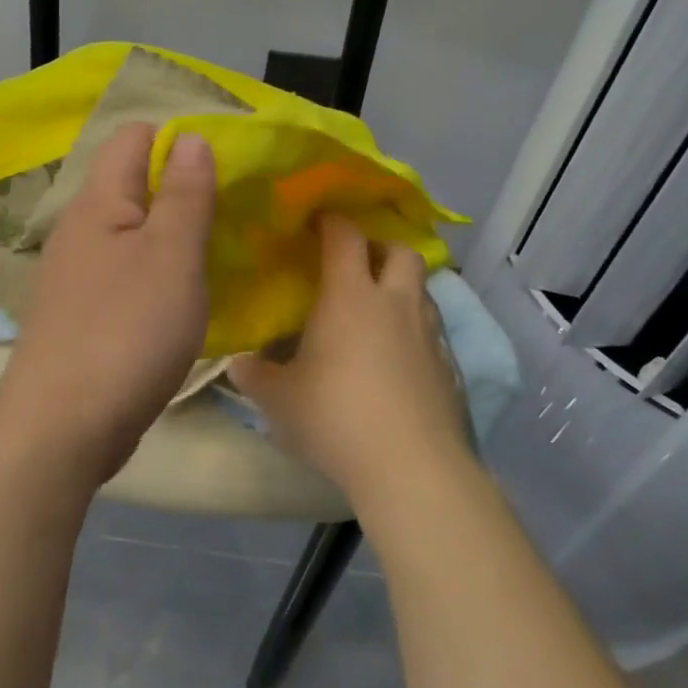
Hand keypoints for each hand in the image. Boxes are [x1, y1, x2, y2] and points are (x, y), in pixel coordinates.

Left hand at [0, 122, 216, 488]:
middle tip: (238, 207)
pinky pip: (130, 273)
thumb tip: (191, 137)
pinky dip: (161, 273)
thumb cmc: (125, 332)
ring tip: (226, 247)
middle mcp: (81, 229)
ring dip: (177, 234)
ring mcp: (79, 274)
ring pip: (135, 233)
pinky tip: (190, 293)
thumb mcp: (171, 256)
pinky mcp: (85, 313)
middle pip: (136, 184)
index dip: (181, 138)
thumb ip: (184, 194)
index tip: (231, 160)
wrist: (62, 428)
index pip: (134, 137)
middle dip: (186, 188)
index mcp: (98, 202)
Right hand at [231, 214, 467, 507]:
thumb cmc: (334, 416)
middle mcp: (395, 303)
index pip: (345, 237)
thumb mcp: (278, 398)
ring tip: (376, 311)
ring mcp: (428, 335)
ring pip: (422, 290)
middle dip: (380, 248)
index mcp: (350, 296)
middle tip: (356, 264)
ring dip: (401, 288)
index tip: (317, 221)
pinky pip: (432, 332)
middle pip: (401, 251)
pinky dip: (415, 331)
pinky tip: (396, 359)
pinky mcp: (449, 368)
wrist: (410, 466)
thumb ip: (254, 375)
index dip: (331, 222)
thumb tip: (238, 364)